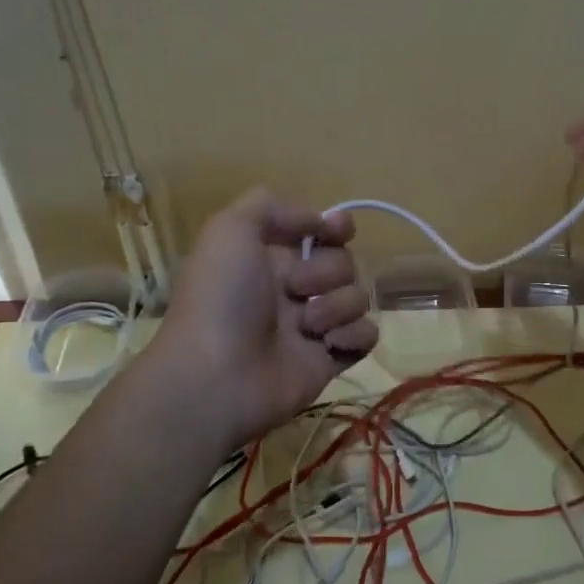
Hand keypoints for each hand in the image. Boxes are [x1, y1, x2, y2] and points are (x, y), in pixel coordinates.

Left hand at [146, 190, 377, 451]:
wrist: (217, 376)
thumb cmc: (222, 298)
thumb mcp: (230, 230)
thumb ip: (270, 207)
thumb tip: (319, 221)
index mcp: (270, 258)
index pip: (319, 232)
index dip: (335, 228)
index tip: (337, 231)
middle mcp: (293, 289)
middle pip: (344, 262)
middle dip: (327, 271)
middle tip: (295, 290)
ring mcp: (313, 326)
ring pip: (357, 297)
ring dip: (337, 306)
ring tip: (307, 326)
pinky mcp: (330, 359)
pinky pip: (366, 335)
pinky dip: (353, 335)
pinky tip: (327, 344)